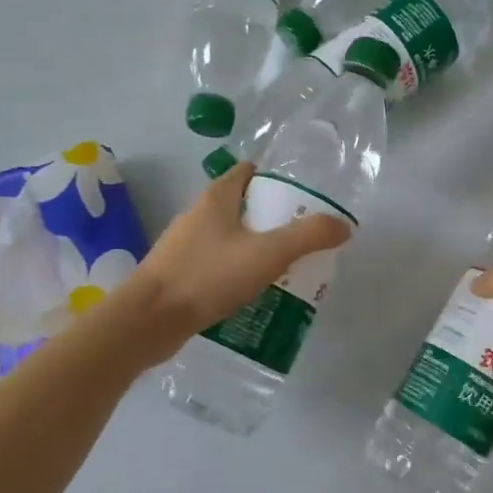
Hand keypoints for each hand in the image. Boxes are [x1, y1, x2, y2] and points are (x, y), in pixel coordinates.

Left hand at [117, 160, 350, 363]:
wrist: (148, 321)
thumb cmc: (208, 277)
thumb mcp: (267, 254)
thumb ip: (308, 236)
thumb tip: (343, 226)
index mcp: (216, 197)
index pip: (249, 172)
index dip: (276, 180)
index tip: (302, 201)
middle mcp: (198, 214)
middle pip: (242, 205)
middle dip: (272, 219)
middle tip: (302, 240)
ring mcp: (185, 245)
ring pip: (229, 237)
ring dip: (255, 248)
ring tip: (284, 269)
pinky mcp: (179, 274)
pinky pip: (216, 264)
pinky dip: (236, 272)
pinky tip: (253, 293)